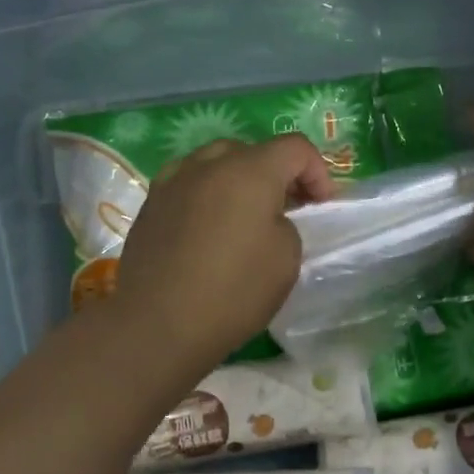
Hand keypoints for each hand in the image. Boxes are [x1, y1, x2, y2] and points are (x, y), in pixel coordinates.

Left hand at [114, 134, 332, 376]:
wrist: (156, 326)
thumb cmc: (233, 291)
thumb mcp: (286, 259)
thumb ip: (286, 223)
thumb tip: (267, 218)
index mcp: (250, 170)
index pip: (295, 147)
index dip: (317, 171)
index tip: (321, 206)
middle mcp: (210, 164)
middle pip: (254, 151)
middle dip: (277, 173)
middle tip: (287, 209)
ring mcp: (174, 180)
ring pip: (216, 161)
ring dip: (239, 178)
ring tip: (244, 214)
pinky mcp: (151, 203)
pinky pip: (189, 182)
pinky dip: (207, 192)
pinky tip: (207, 225)